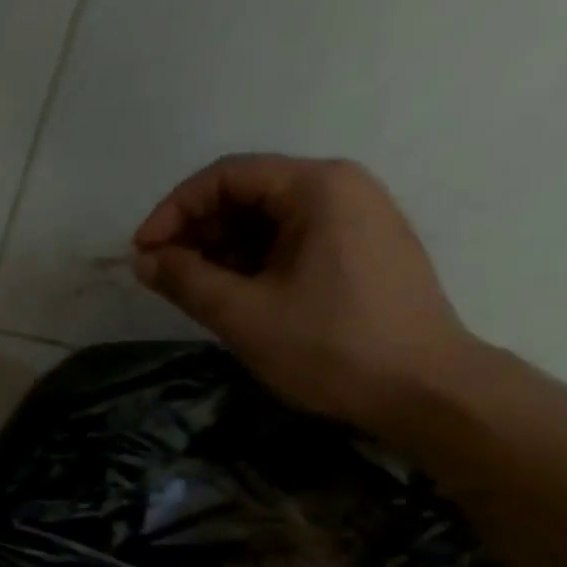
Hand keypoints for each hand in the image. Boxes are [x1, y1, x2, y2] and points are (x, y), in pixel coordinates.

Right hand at [133, 154, 479, 433]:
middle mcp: (342, 188)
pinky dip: (255, 263)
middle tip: (165, 277)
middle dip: (197, 232)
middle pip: (248, 193)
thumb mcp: (243, 314)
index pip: (225, 177)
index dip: (173, 211)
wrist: (423, 390)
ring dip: (222, 250)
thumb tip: (144, 259)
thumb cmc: (329, 347)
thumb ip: (185, 280)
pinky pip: (294, 241)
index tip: (142, 254)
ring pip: (270, 221)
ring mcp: (358, 219)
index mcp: (317, 187)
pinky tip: (236, 297)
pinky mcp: (363, 252)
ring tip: (195, 293)